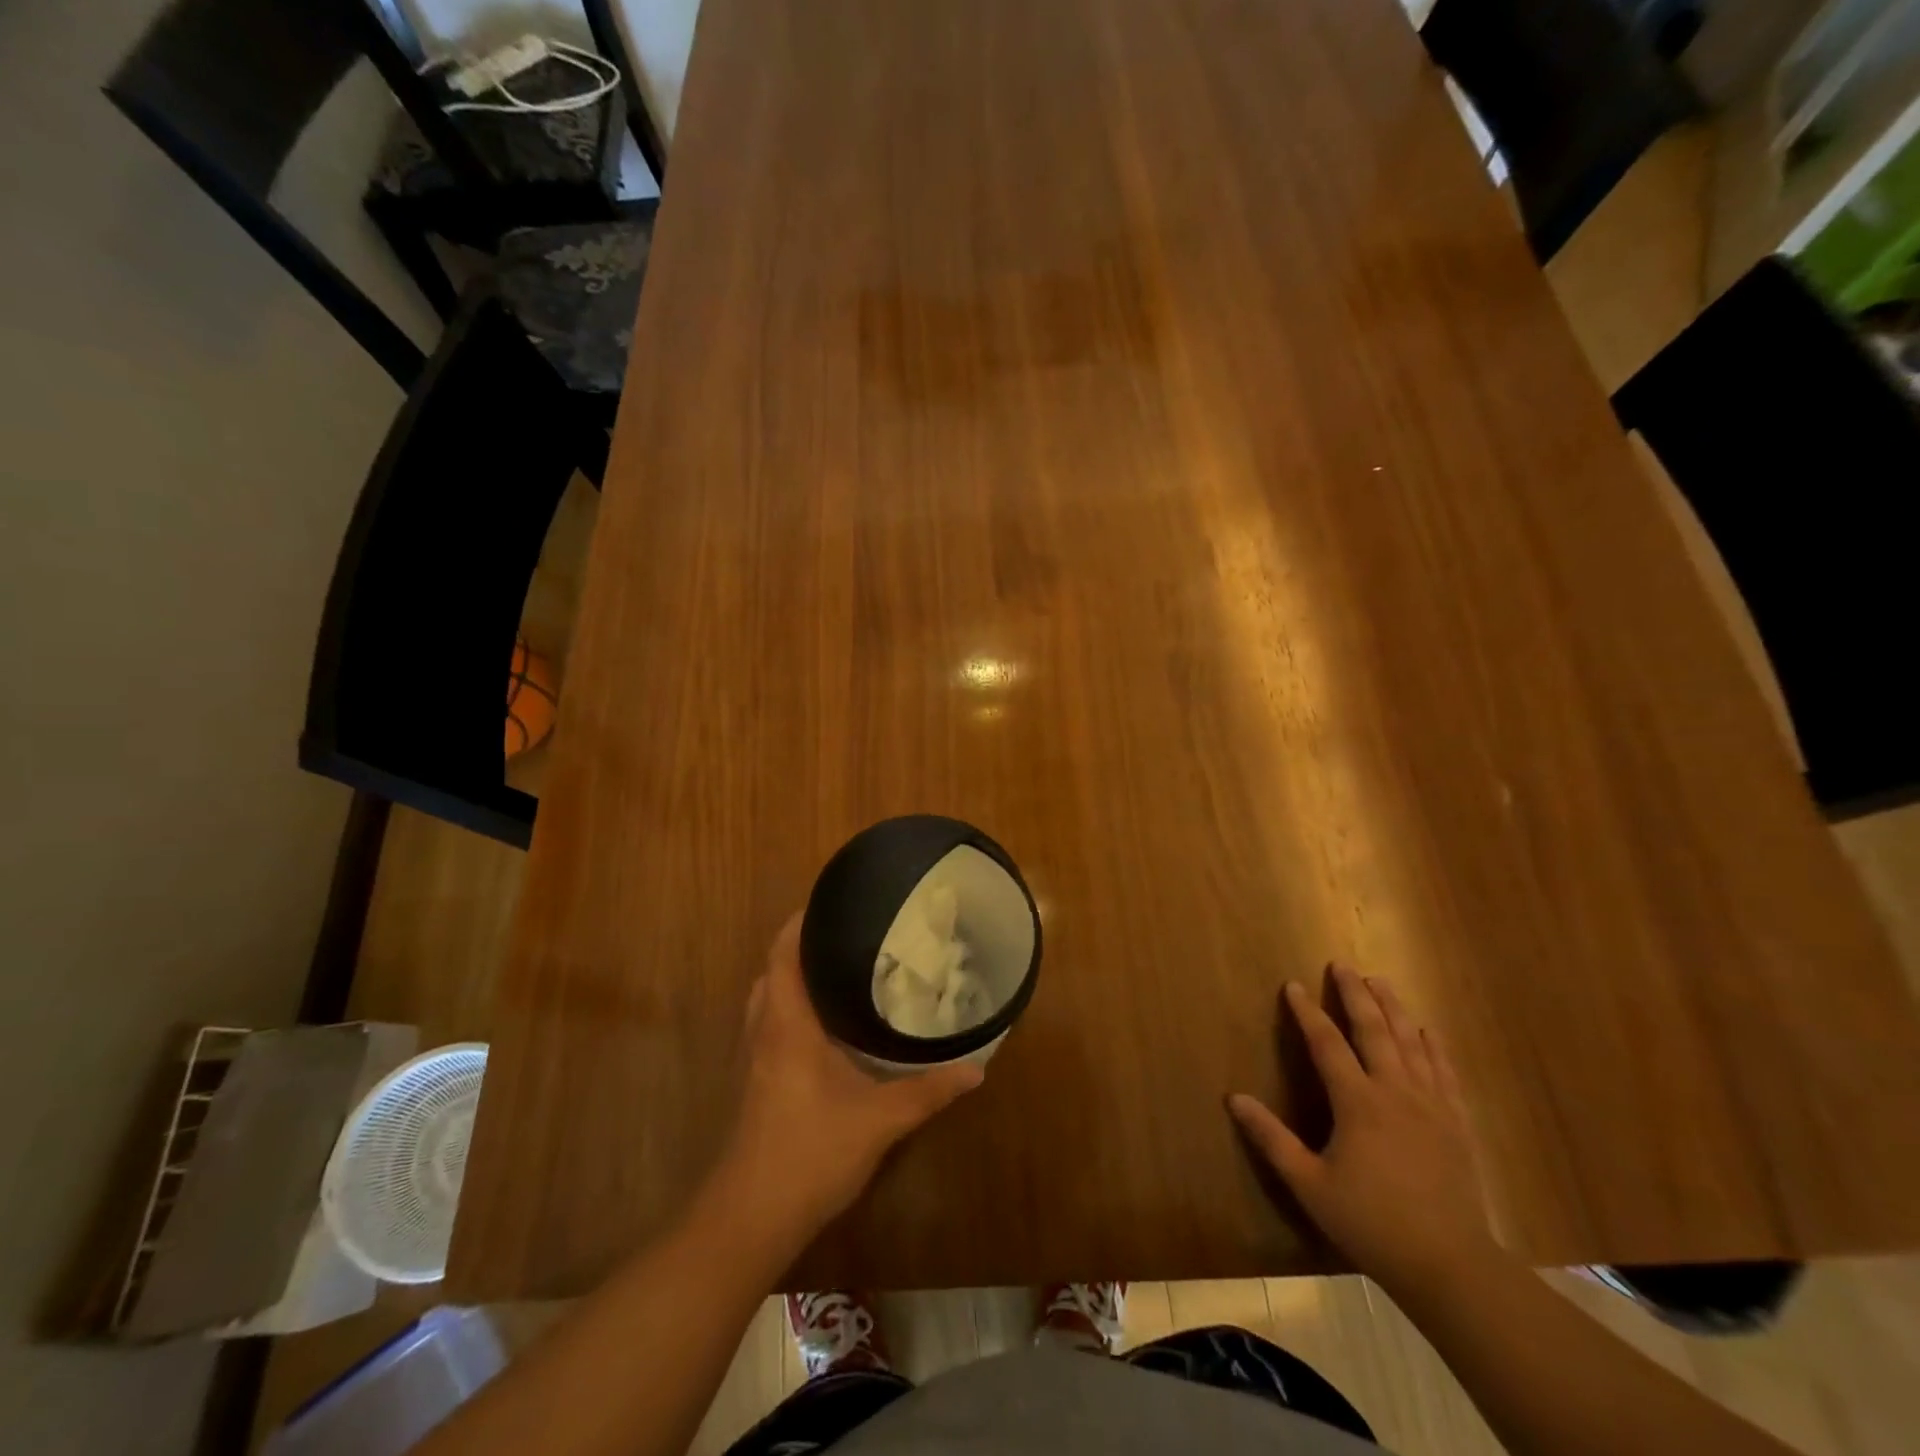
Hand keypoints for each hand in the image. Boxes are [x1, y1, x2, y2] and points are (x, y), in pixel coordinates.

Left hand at [719, 913, 983, 1239]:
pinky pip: (768, 1025)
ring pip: (766, 999)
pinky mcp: (754, 1082)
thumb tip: (976, 1069)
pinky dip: (789, 1008)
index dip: (800, 922)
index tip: (831, 901)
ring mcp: (753, 1059)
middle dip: (801, 947)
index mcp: (787, 1024)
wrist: (751, 1217)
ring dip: (792, 978)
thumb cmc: (810, 1153)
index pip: (783, 954)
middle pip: (772, 971)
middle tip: (845, 935)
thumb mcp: (880, 1120)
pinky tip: (824, 1027)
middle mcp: (764, 1032)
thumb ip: (928, 1092)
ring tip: (837, 971)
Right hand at [1229, 966, 1495, 1298]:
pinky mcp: (1457, 1123)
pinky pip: (1444, 1071)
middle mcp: (1396, 1091)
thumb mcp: (1309, 1184)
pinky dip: (1433, 1044)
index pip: (1327, 1043)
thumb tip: (1233, 1098)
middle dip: (1356, 994)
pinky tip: (1427, 1030)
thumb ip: (1271, 1138)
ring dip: (1393, 1007)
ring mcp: (1432, 1105)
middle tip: (1342, 965)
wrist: (1451, 1266)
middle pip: (1374, 1029)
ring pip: (1411, 1042)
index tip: (1293, 985)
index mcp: (1358, 1103)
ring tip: (1380, 981)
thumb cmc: (1371, 1223)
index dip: (1307, 1012)